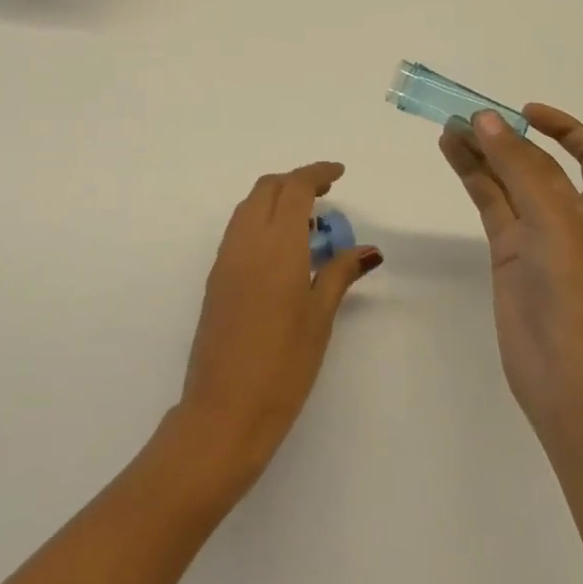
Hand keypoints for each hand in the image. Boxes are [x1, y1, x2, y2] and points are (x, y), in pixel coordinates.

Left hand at [175, 162, 381, 493]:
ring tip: (307, 222)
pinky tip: (282, 250)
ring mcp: (226, 258)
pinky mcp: (215, 278)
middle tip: (326, 195)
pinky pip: (239, 230)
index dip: (317, 173)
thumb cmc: (283, 365)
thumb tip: (367, 250)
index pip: (294, 187)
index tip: (339, 174)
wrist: (224, 410)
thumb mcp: (320, 317)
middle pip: (267, 188)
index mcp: (276, 243)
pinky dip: (261, 221)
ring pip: (249, 206)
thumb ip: (340, 274)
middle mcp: (246, 240)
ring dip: (276, 199)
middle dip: (295, 181)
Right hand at [439, 105, 582, 446]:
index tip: (525, 112)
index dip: (563, 128)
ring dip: (483, 153)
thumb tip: (485, 118)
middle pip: (538, 164)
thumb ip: (517, 164)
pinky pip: (490, 205)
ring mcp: (537, 236)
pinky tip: (452, 155)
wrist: (566, 373)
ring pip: (507, 181)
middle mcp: (571, 216)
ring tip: (449, 128)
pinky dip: (472, 178)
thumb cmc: (575, 289)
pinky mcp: (508, 254)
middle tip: (468, 116)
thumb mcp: (553, 216)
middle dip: (508, 138)